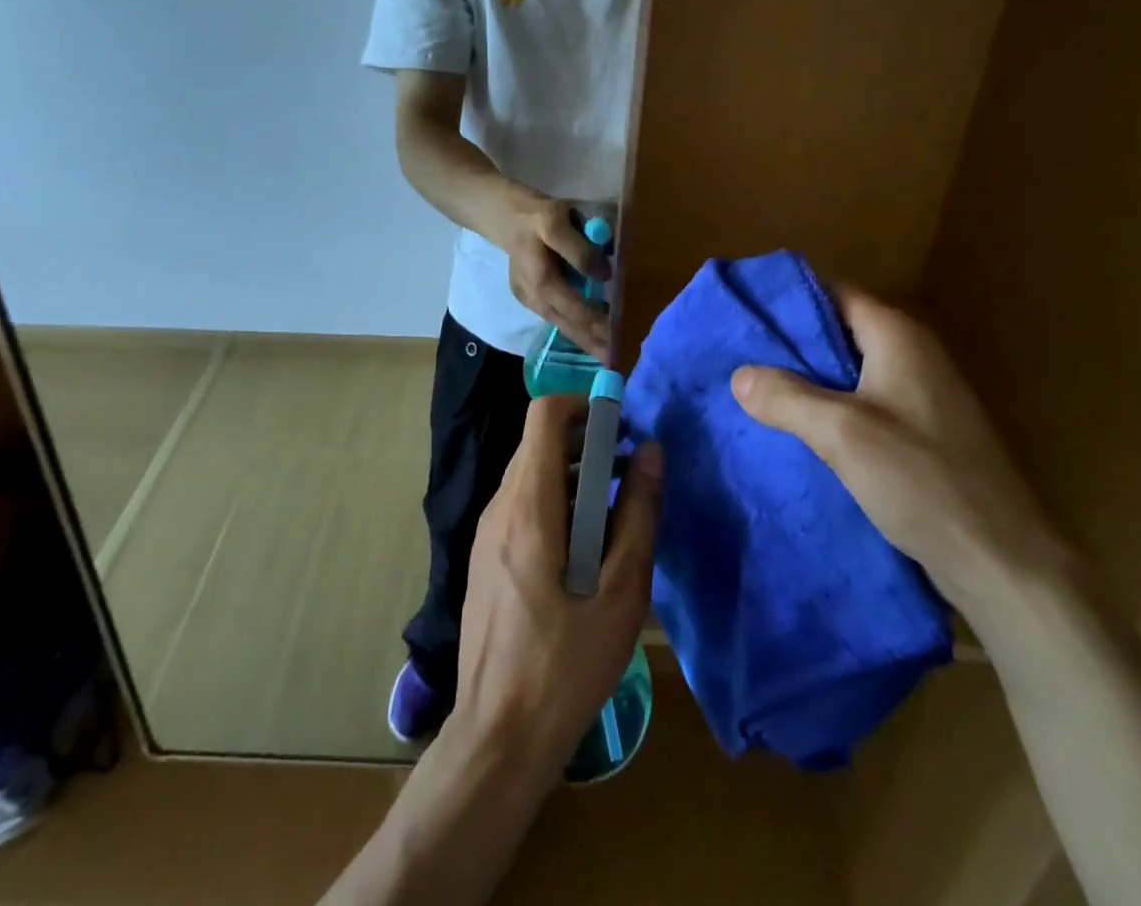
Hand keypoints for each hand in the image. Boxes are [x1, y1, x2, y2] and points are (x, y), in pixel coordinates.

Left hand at [447, 395, 663, 780]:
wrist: (499, 736)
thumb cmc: (566, 665)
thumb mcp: (621, 592)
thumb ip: (639, 514)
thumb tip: (652, 451)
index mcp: (528, 505)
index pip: (544, 414)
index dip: (584, 405)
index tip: (622, 426)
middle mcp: (500, 506)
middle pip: (539, 442)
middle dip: (587, 441)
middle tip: (631, 469)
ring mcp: (488, 532)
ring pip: (531, 473)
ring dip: (574, 474)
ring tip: (619, 507)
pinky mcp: (488, 556)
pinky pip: (523, 504)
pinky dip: (557, 501)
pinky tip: (587, 546)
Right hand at [497, 193, 611, 360]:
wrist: (500, 214)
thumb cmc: (533, 214)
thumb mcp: (556, 220)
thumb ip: (578, 249)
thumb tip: (604, 274)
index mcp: (541, 279)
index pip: (575, 309)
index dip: (597, 324)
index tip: (618, 338)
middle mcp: (533, 295)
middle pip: (567, 324)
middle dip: (591, 342)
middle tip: (616, 359)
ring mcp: (528, 298)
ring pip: (560, 324)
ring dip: (583, 340)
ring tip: (605, 354)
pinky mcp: (528, 296)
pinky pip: (555, 317)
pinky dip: (573, 328)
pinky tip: (588, 335)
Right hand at [730, 286, 1071, 616]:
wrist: (1004, 563)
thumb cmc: (922, 480)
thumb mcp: (841, 433)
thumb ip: (786, 397)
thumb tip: (738, 375)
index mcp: (898, 336)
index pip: (832, 293)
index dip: (787, 300)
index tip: (742, 312)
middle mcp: (913, 354)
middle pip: (838, 331)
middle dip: (790, 344)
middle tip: (737, 355)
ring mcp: (922, 396)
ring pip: (849, 372)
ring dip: (807, 380)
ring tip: (754, 391)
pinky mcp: (924, 434)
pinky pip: (864, 405)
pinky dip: (830, 409)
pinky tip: (797, 430)